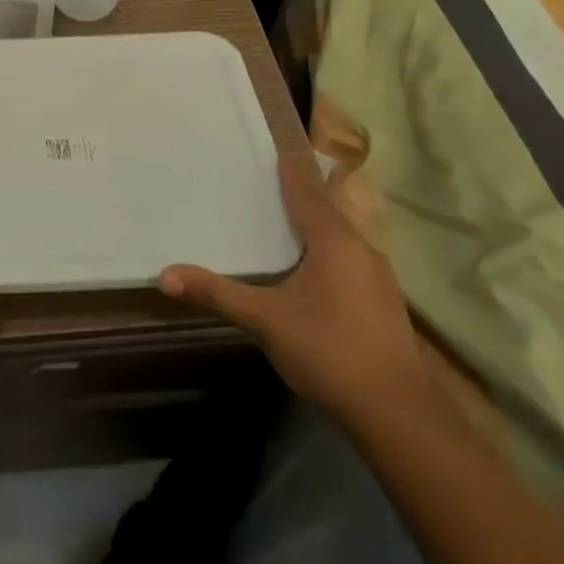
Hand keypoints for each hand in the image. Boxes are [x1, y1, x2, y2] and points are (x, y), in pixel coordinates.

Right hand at [159, 155, 427, 428]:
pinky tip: (311, 268)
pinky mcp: (383, 305)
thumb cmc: (329, 351)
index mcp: (335, 241)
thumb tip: (164, 275)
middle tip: (271, 180)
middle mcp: (361, 250)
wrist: (399, 416)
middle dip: (302, 195)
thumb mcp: (264, 320)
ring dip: (316, 226)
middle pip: (327, 212)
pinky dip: (327, 252)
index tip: (279, 148)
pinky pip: (349, 261)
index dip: (291, 170)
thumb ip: (217, 294)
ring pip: (341, 238)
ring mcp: (378, 279)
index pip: (307, 193)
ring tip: (288, 219)